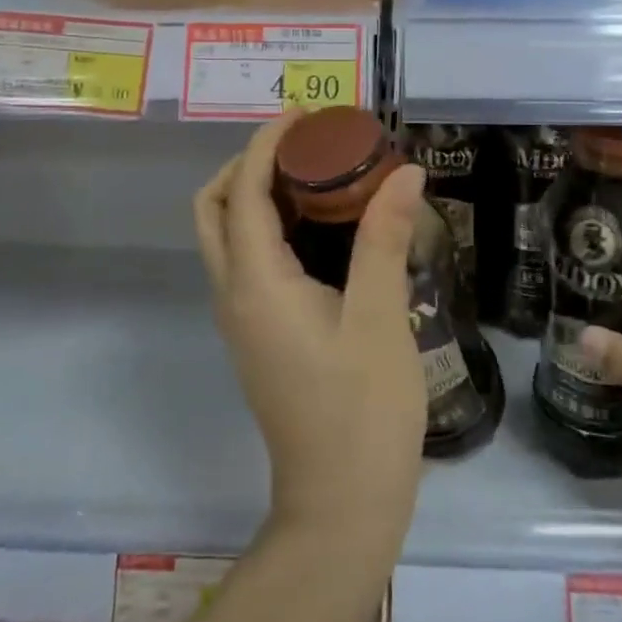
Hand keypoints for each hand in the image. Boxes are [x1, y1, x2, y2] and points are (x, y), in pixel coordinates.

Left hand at [194, 114, 427, 549]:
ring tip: (316, 174)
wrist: (341, 506)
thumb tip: (405, 171)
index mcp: (255, 283)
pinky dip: (269, 227)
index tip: (306, 115)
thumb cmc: (363, 411)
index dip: (268, 144)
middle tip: (304, 145)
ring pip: (227, 235)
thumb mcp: (380, 316)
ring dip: (258, 193)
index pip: (245, 191)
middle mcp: (234, 294)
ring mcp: (242, 319)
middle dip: (250, 164)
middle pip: (216, 208)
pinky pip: (247, 261)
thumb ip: (385, 238)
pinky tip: (321, 229)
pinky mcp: (258, 336)